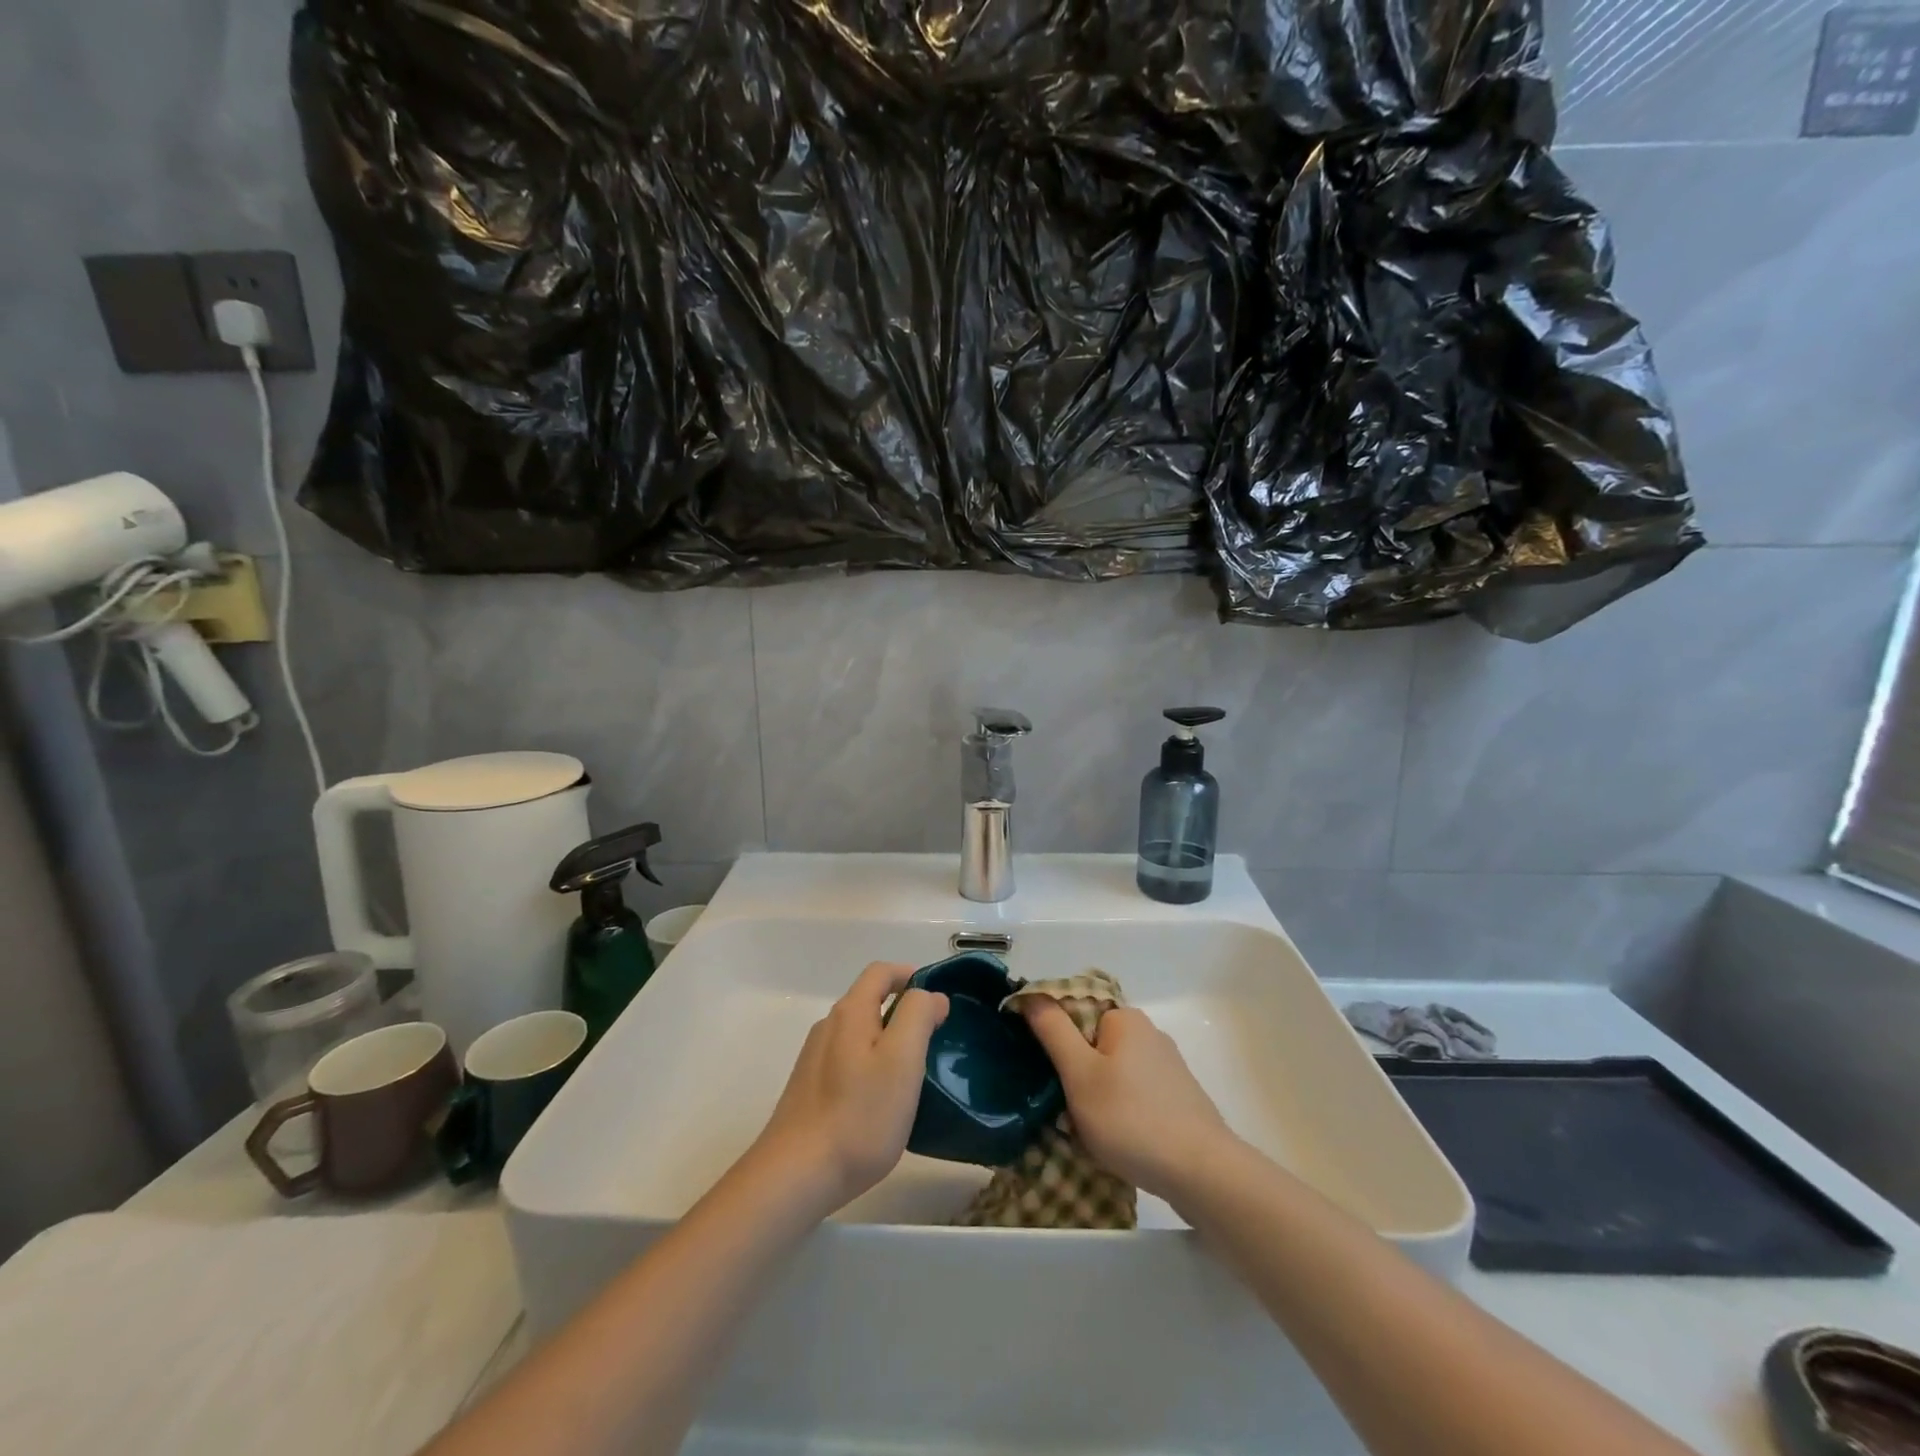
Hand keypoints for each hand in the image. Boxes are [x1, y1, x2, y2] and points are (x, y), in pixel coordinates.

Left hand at [749, 962, 947, 1215]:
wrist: (794, 1176)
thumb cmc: (858, 1115)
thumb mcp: (902, 1060)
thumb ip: (918, 1016)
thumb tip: (930, 996)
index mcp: (850, 1012)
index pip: (881, 972)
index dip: (910, 975)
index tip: (938, 1002)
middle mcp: (828, 1027)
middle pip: (869, 1001)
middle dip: (903, 1012)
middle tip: (933, 1043)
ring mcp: (814, 1059)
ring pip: (859, 1034)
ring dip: (888, 1042)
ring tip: (912, 1077)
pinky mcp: (809, 1090)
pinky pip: (848, 1062)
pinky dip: (871, 1067)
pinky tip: (881, 1103)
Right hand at [1022, 1000, 1235, 1200]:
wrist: (1203, 1174)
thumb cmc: (1131, 1119)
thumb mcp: (1080, 1074)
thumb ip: (1053, 1031)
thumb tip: (1031, 994)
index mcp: (1125, 1018)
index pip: (1074, 1014)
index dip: (1054, 1044)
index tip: (1048, 1078)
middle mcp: (1149, 1033)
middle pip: (1093, 1047)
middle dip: (1076, 1078)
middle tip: (1068, 1114)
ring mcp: (1168, 1067)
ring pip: (1112, 1076)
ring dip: (1096, 1101)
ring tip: (1093, 1136)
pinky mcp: (1179, 1098)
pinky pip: (1134, 1097)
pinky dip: (1121, 1115)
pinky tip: (1121, 1145)